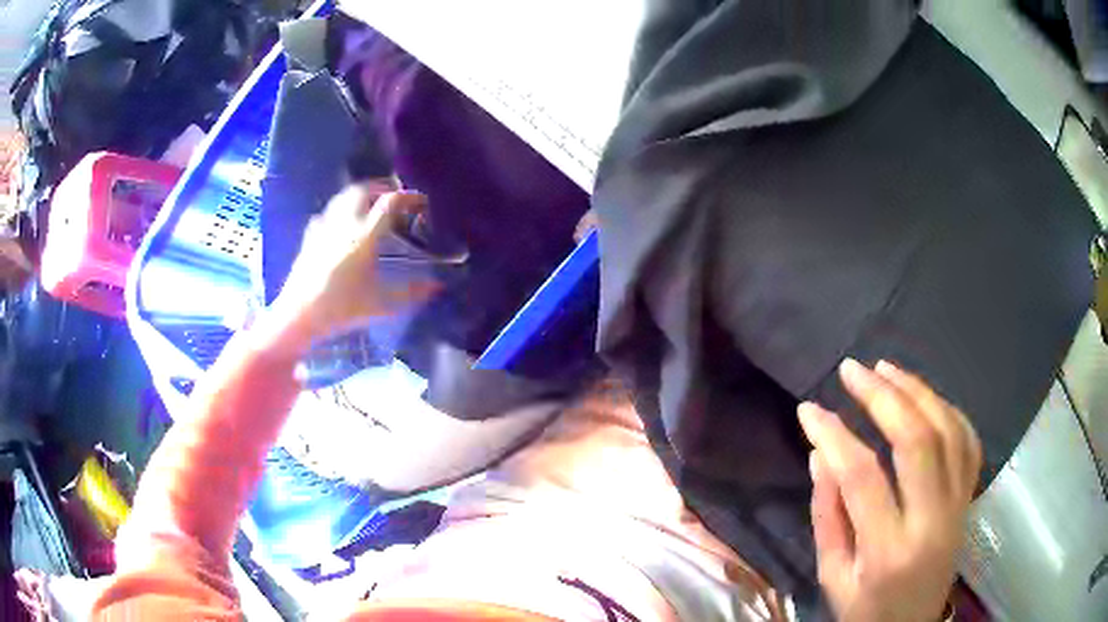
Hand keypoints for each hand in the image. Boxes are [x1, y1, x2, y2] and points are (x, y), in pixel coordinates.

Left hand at [274, 183, 439, 340]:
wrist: (300, 315)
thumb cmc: (342, 309)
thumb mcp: (382, 305)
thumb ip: (411, 293)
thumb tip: (437, 287)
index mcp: (364, 236)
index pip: (390, 203)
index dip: (408, 197)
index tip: (421, 200)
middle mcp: (344, 224)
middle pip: (363, 190)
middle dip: (382, 187)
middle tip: (395, 195)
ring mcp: (324, 228)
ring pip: (343, 196)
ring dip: (360, 193)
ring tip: (371, 202)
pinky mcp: (310, 237)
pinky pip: (326, 213)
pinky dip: (339, 209)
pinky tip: (341, 222)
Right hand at [799, 359, 981, 621]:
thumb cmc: (866, 610)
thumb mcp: (834, 577)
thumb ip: (828, 517)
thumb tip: (822, 455)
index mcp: (888, 551)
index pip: (863, 479)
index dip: (834, 435)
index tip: (808, 409)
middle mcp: (932, 521)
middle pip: (917, 441)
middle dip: (882, 396)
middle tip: (852, 369)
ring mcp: (958, 506)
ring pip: (948, 431)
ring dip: (917, 391)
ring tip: (886, 369)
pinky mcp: (969, 499)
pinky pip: (968, 442)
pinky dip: (947, 410)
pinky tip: (925, 396)